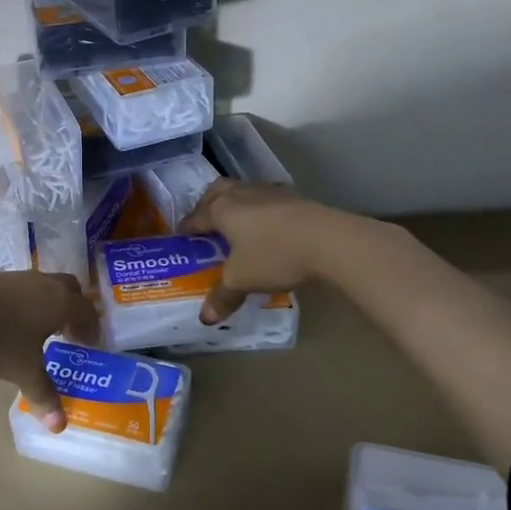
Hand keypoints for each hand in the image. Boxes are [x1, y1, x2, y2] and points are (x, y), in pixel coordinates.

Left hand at [0, 271, 99, 431]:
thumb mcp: (24, 371)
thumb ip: (44, 395)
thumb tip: (59, 427)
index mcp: (61, 303)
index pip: (87, 310)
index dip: (91, 327)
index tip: (89, 344)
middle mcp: (44, 284)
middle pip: (70, 288)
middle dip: (74, 307)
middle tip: (69, 331)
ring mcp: (18, 277)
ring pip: (44, 284)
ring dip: (49, 302)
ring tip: (39, 328)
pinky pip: (22, 286)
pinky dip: (26, 300)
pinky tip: (11, 320)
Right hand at [178, 181, 343, 324]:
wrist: (329, 240)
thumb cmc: (274, 255)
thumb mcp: (242, 280)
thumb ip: (222, 296)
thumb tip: (205, 318)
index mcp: (222, 210)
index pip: (196, 217)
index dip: (186, 229)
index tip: (181, 238)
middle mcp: (242, 194)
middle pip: (217, 191)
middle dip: (207, 204)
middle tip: (206, 223)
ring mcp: (270, 192)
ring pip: (243, 191)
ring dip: (235, 205)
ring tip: (237, 226)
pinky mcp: (294, 197)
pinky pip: (266, 200)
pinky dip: (259, 210)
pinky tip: (267, 227)